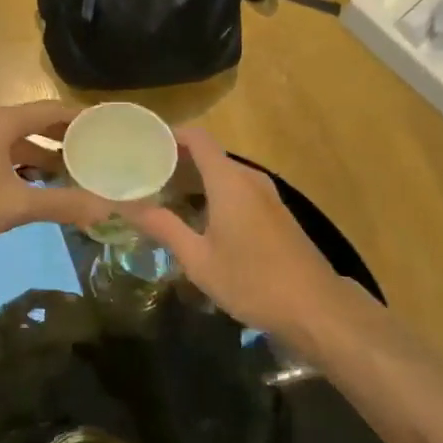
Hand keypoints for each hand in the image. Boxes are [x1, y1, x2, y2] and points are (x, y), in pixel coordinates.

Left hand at [0, 101, 117, 262]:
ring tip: (80, 173)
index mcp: (1, 122)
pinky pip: (8, 160)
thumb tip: (108, 208)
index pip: (51, 109)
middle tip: (103, 151)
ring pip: (22, 145)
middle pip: (37, 124)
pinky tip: (44, 190)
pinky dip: (29, 170)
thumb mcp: (16, 205)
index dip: (82, 117)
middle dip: (68, 138)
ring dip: (49, 156)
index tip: (112, 127)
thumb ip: (64, 204)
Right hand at [125, 128, 348, 338]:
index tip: (142, 145)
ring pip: (224, 174)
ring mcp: (267, 195)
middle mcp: (249, 178)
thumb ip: (163, 227)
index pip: (197, 138)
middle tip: (143, 177)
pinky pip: (238, 189)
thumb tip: (125, 205)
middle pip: (209, 154)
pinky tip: (198, 218)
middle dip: (176, 161)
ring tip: (163, 197)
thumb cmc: (252, 281)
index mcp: (229, 181)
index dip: (169, 135)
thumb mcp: (199, 259)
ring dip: (195, 179)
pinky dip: (214, 193)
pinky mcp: (276, 213)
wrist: (316, 307)